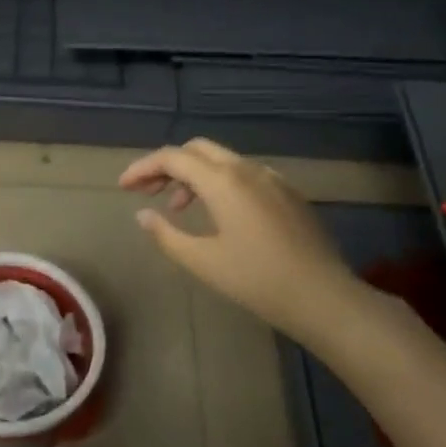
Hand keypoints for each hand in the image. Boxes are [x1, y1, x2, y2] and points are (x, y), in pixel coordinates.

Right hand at [120, 138, 359, 337]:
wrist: (322, 296)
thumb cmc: (256, 280)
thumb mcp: (202, 261)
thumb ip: (166, 235)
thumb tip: (143, 215)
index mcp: (223, 181)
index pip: (173, 158)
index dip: (143, 168)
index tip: (123, 187)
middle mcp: (247, 169)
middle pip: (197, 150)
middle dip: (167, 165)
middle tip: (147, 192)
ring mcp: (272, 178)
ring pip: (222, 160)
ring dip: (194, 175)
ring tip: (179, 208)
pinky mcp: (288, 193)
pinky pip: (244, 174)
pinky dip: (220, 183)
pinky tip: (218, 213)